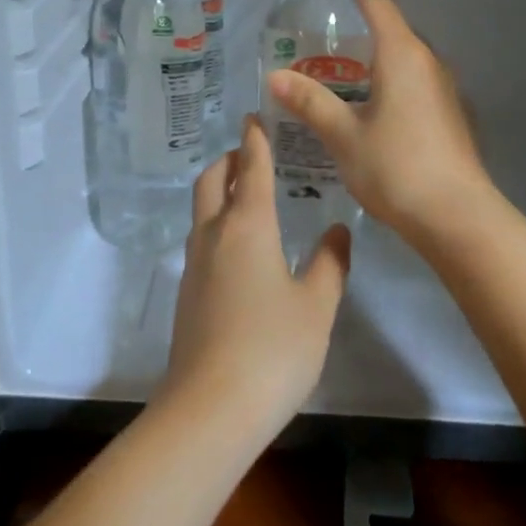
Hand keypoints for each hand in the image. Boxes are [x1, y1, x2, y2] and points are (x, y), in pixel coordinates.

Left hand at [161, 115, 350, 439]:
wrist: (210, 408)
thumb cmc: (272, 349)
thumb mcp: (316, 306)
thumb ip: (330, 264)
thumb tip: (337, 230)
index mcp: (248, 225)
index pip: (250, 167)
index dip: (255, 139)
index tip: (255, 117)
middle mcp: (215, 234)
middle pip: (213, 180)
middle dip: (229, 160)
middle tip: (251, 154)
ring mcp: (195, 264)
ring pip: (202, 210)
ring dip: (219, 190)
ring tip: (246, 195)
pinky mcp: (188, 293)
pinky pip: (201, 239)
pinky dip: (217, 222)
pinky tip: (239, 247)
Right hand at [266, 0, 493, 253]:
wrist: (457, 217)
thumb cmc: (396, 167)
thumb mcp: (344, 135)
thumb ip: (311, 102)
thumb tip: (275, 76)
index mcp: (403, 56)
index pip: (381, 7)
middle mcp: (430, 64)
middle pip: (398, 31)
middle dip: (369, 27)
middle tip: (332, 38)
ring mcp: (447, 91)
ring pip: (411, 60)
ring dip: (383, 58)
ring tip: (349, 72)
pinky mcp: (454, 116)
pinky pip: (420, 83)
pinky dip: (397, 82)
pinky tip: (378, 107)